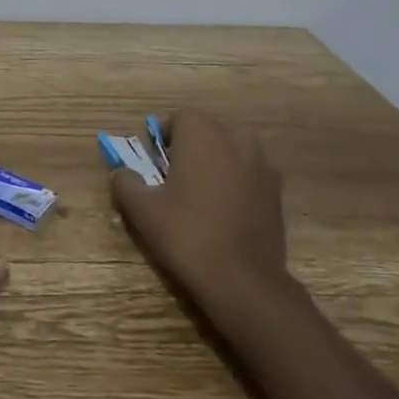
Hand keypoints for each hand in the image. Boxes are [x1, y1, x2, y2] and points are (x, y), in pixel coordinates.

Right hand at [109, 110, 288, 307]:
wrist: (244, 281)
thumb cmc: (187, 234)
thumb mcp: (142, 210)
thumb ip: (126, 183)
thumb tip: (121, 173)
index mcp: (203, 136)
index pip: (181, 117)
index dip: (164, 135)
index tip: (153, 160)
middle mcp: (237, 142)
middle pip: (210, 132)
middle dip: (192, 147)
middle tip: (174, 176)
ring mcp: (263, 168)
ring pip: (234, 152)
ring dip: (217, 163)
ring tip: (200, 194)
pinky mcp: (276, 195)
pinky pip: (250, 176)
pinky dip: (237, 184)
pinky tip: (224, 213)